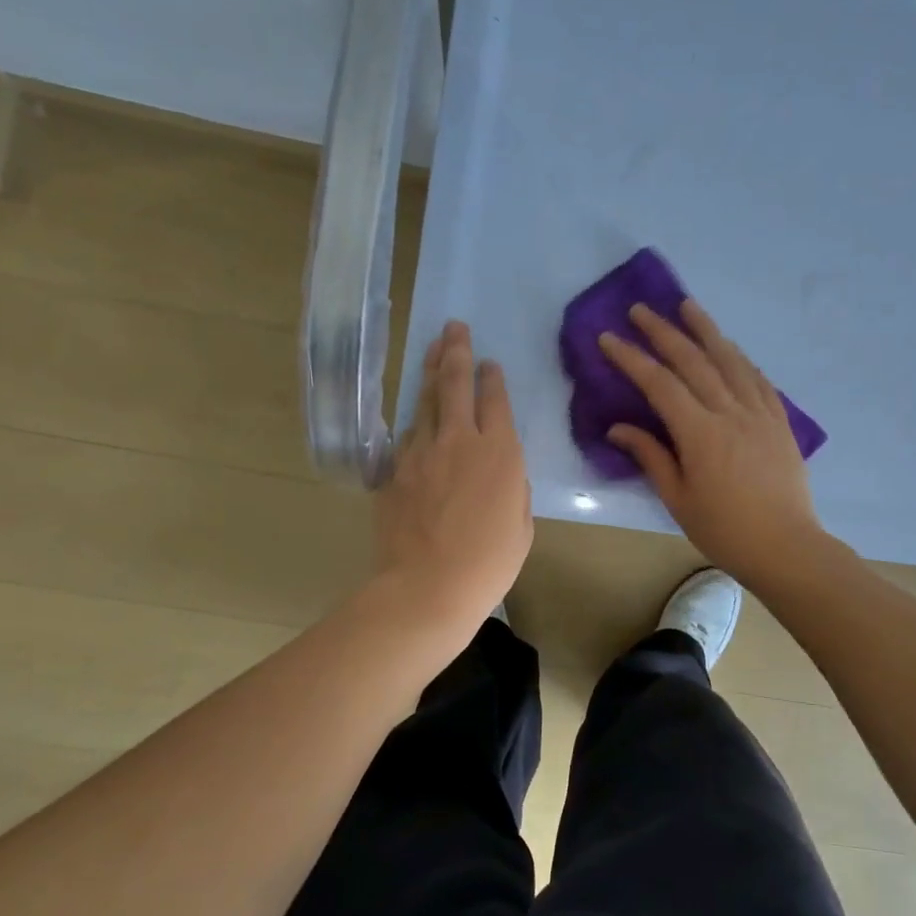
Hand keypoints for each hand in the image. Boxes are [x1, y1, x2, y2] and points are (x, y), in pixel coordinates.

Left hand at [374, 321, 532, 624]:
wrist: (428, 587)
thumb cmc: (489, 563)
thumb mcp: (521, 526)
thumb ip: (514, 489)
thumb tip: (503, 474)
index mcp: (500, 453)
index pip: (495, 399)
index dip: (492, 377)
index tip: (489, 362)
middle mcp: (460, 440)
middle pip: (455, 383)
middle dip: (456, 351)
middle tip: (454, 327)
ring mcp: (421, 452)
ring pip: (424, 401)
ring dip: (429, 374)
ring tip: (432, 351)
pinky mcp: (394, 470)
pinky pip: (406, 436)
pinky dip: (414, 421)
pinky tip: (416, 416)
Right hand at [599, 300, 826, 589]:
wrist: (787, 546)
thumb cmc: (725, 530)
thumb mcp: (678, 499)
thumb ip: (651, 456)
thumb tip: (618, 428)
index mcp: (700, 433)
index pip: (660, 384)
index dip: (632, 358)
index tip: (608, 338)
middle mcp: (730, 412)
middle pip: (693, 361)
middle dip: (664, 332)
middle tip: (641, 309)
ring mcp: (759, 413)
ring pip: (730, 360)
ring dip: (706, 330)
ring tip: (688, 305)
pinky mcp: (779, 421)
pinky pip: (757, 378)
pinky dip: (740, 358)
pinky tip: (730, 348)